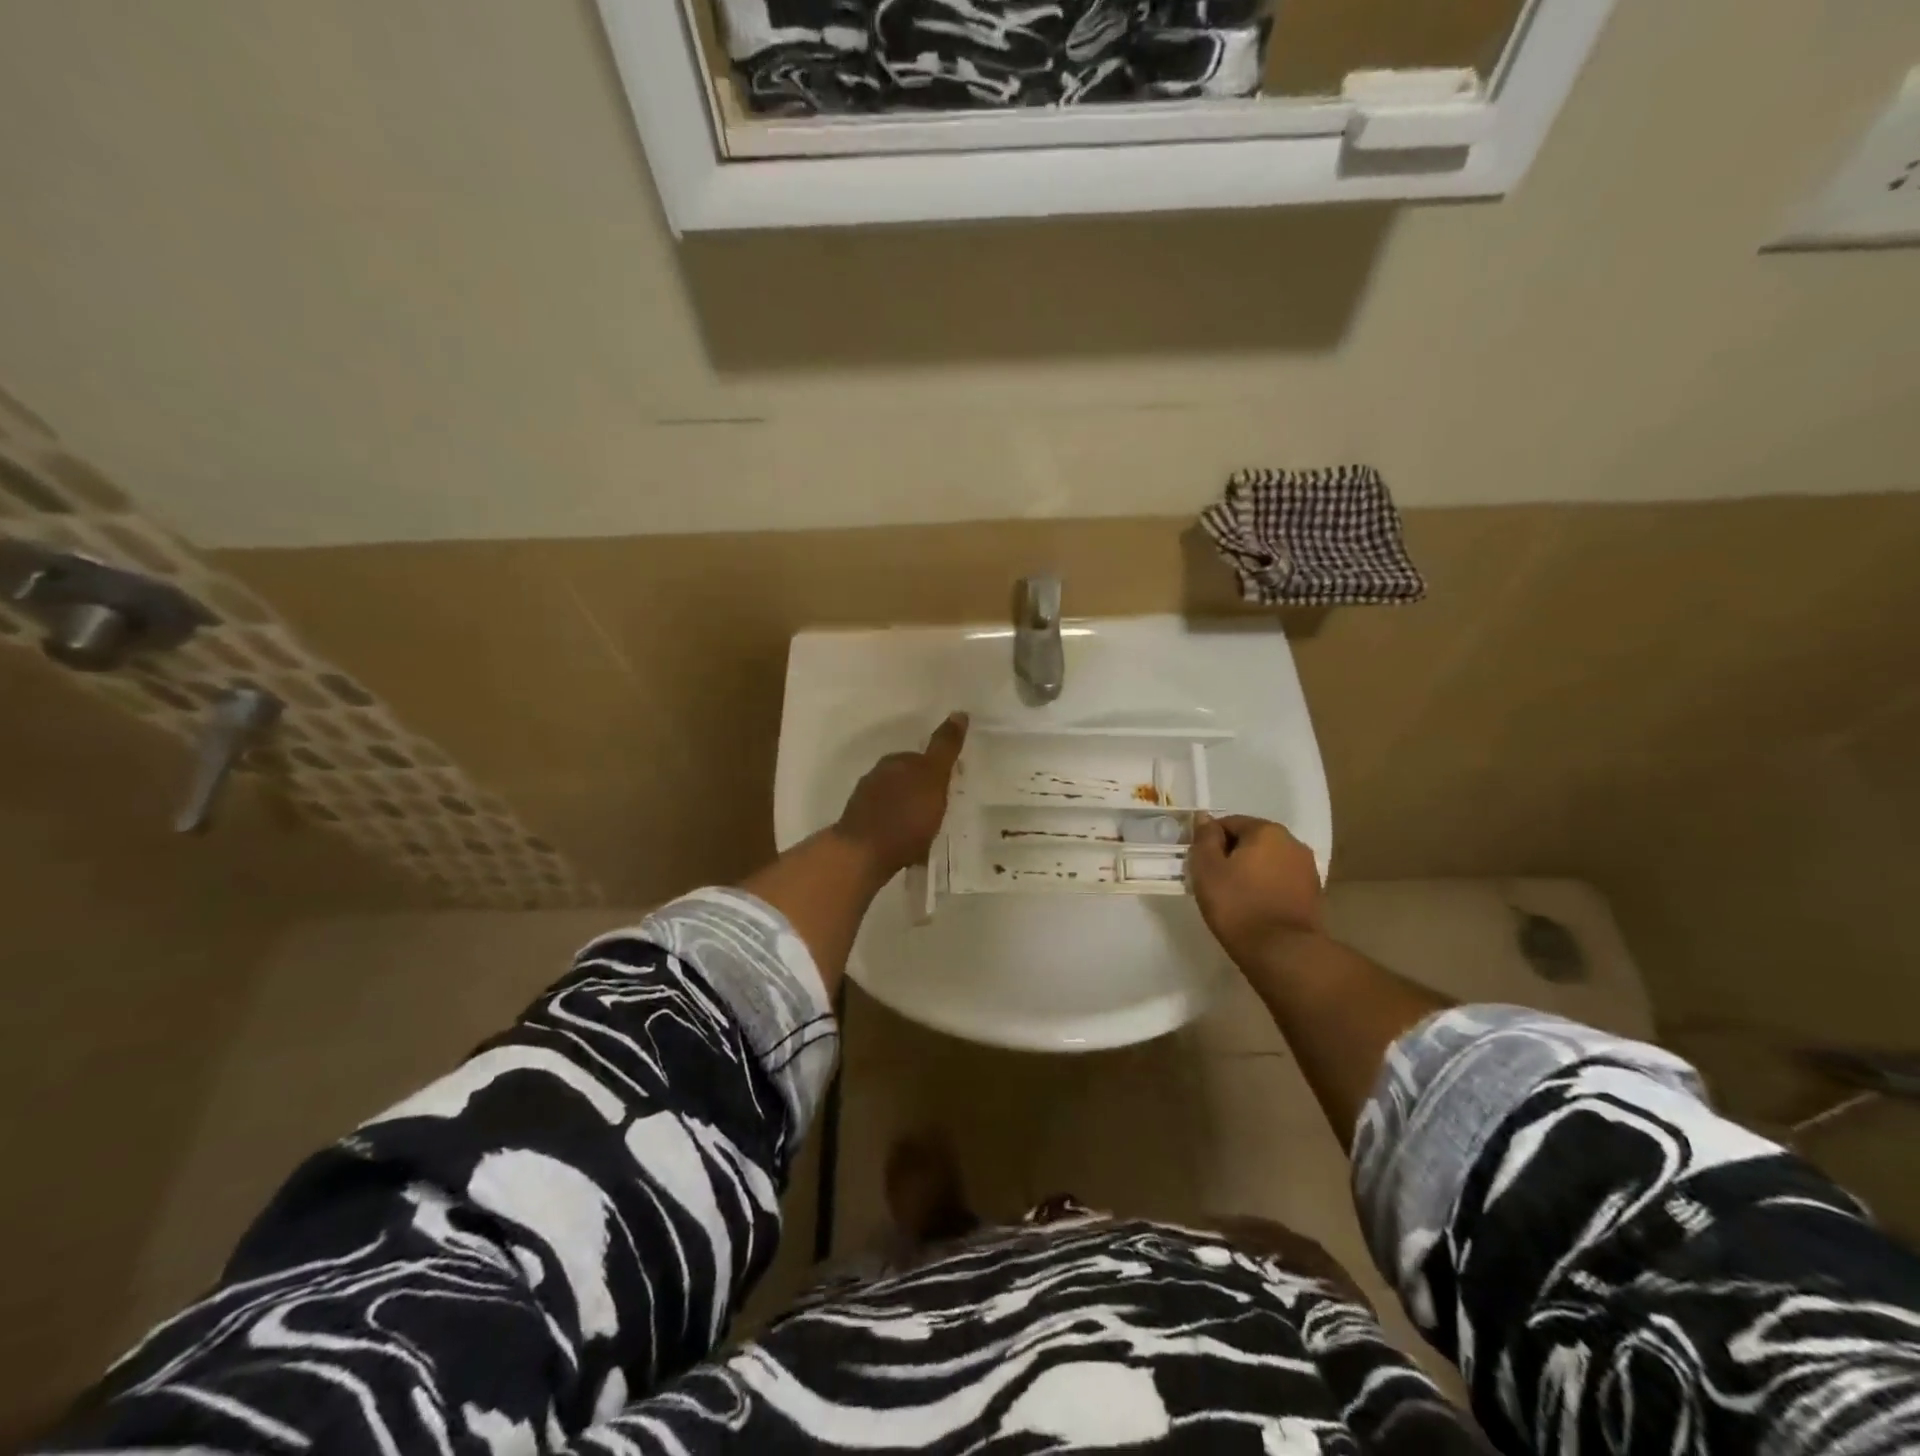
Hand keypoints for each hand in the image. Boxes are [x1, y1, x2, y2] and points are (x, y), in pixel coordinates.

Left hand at [835, 713, 968, 877]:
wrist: (863, 853)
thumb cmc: (905, 815)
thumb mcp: (933, 777)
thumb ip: (945, 747)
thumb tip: (959, 712)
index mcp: (895, 761)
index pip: (921, 758)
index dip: (938, 771)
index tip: (951, 785)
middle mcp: (877, 775)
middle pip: (906, 778)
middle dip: (922, 790)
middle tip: (941, 808)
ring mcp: (865, 801)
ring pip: (895, 800)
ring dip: (909, 810)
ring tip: (926, 829)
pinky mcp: (860, 826)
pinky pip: (887, 822)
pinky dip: (898, 828)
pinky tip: (909, 845)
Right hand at [1188, 813, 1323, 963]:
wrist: (1282, 952)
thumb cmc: (1237, 905)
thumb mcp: (1207, 869)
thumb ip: (1204, 838)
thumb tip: (1204, 817)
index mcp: (1266, 830)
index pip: (1229, 823)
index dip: (1210, 842)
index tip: (1201, 865)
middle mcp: (1292, 842)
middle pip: (1251, 841)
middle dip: (1232, 855)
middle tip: (1214, 882)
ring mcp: (1307, 869)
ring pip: (1267, 861)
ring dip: (1250, 872)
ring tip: (1234, 897)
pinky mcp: (1313, 894)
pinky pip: (1280, 881)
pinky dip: (1266, 887)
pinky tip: (1254, 907)